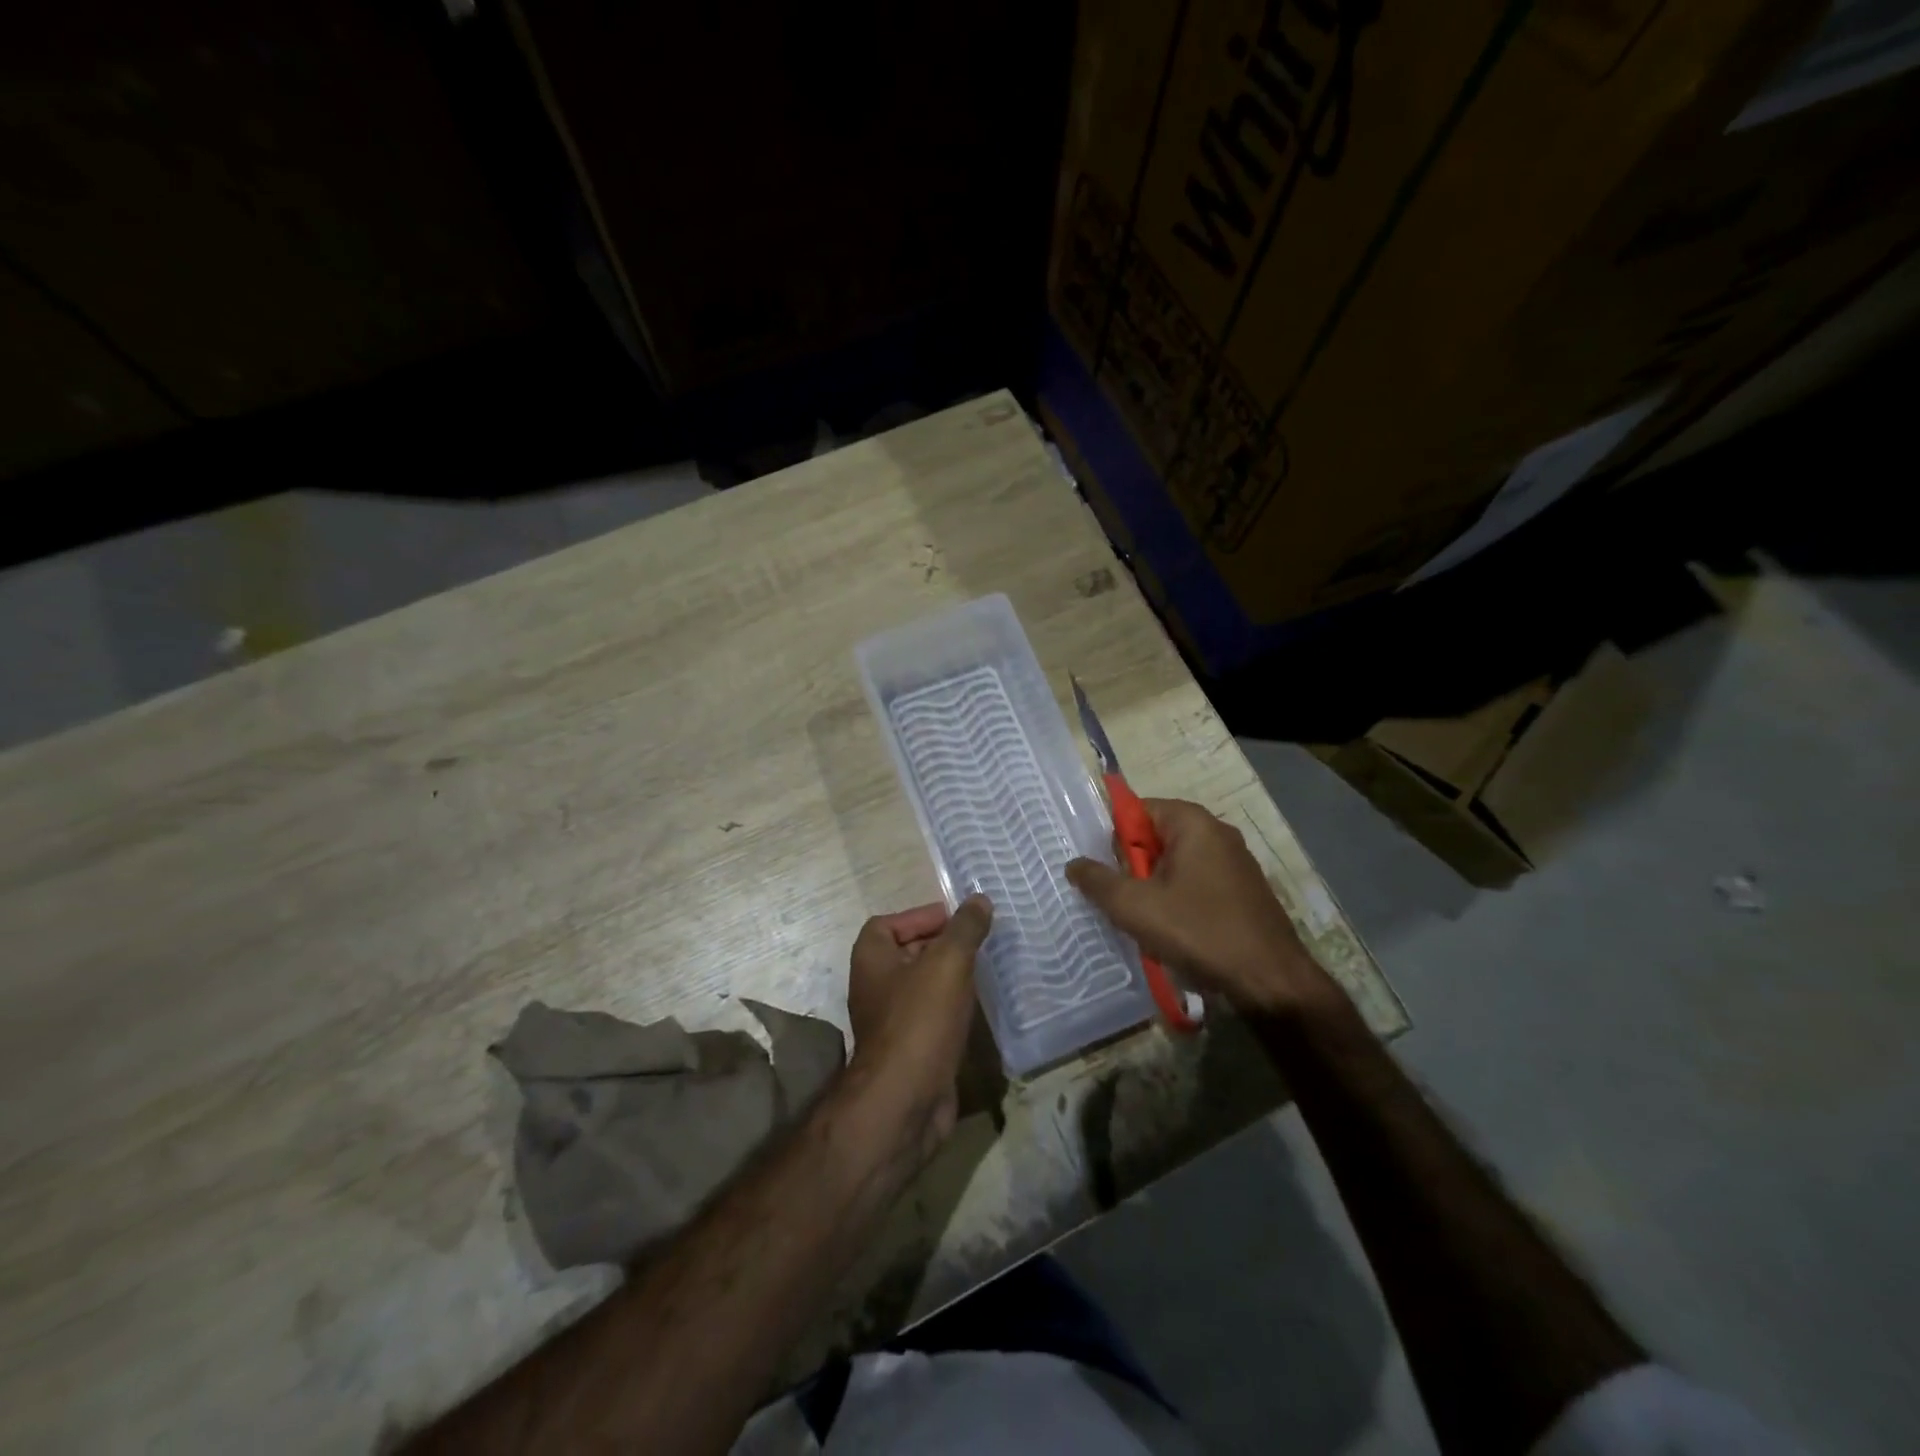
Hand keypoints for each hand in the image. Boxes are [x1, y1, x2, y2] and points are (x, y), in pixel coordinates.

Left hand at [845, 895, 992, 1159]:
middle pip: (906, 952)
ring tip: (982, 970)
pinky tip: (976, 1009)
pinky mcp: (908, 1050)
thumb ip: (965, 928)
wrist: (904, 1100)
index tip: (956, 920)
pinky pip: (930, 1017)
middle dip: (940, 944)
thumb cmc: (920, 1019)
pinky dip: (951, 1008)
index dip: (920, 916)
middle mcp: (874, 986)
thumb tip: (979, 899)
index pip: (888, 923)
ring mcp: (890, 1021)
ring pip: (921, 987)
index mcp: (871, 958)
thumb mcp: (948, 962)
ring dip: (948, 978)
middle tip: (977, 942)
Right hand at [1066, 799, 1332, 1014]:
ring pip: (1176, 865)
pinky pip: (1197, 884)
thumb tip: (1074, 864)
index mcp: (1193, 822)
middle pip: (1156, 838)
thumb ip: (1098, 881)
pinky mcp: (1244, 891)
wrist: (1270, 982)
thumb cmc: (1199, 931)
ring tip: (1143, 921)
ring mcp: (1236, 862)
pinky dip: (1179, 902)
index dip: (1114, 838)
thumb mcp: (1134, 906)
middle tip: (1120, 900)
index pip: (1138, 810)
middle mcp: (1217, 832)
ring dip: (1154, 889)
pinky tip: (1174, 933)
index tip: (1104, 871)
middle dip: (1133, 867)